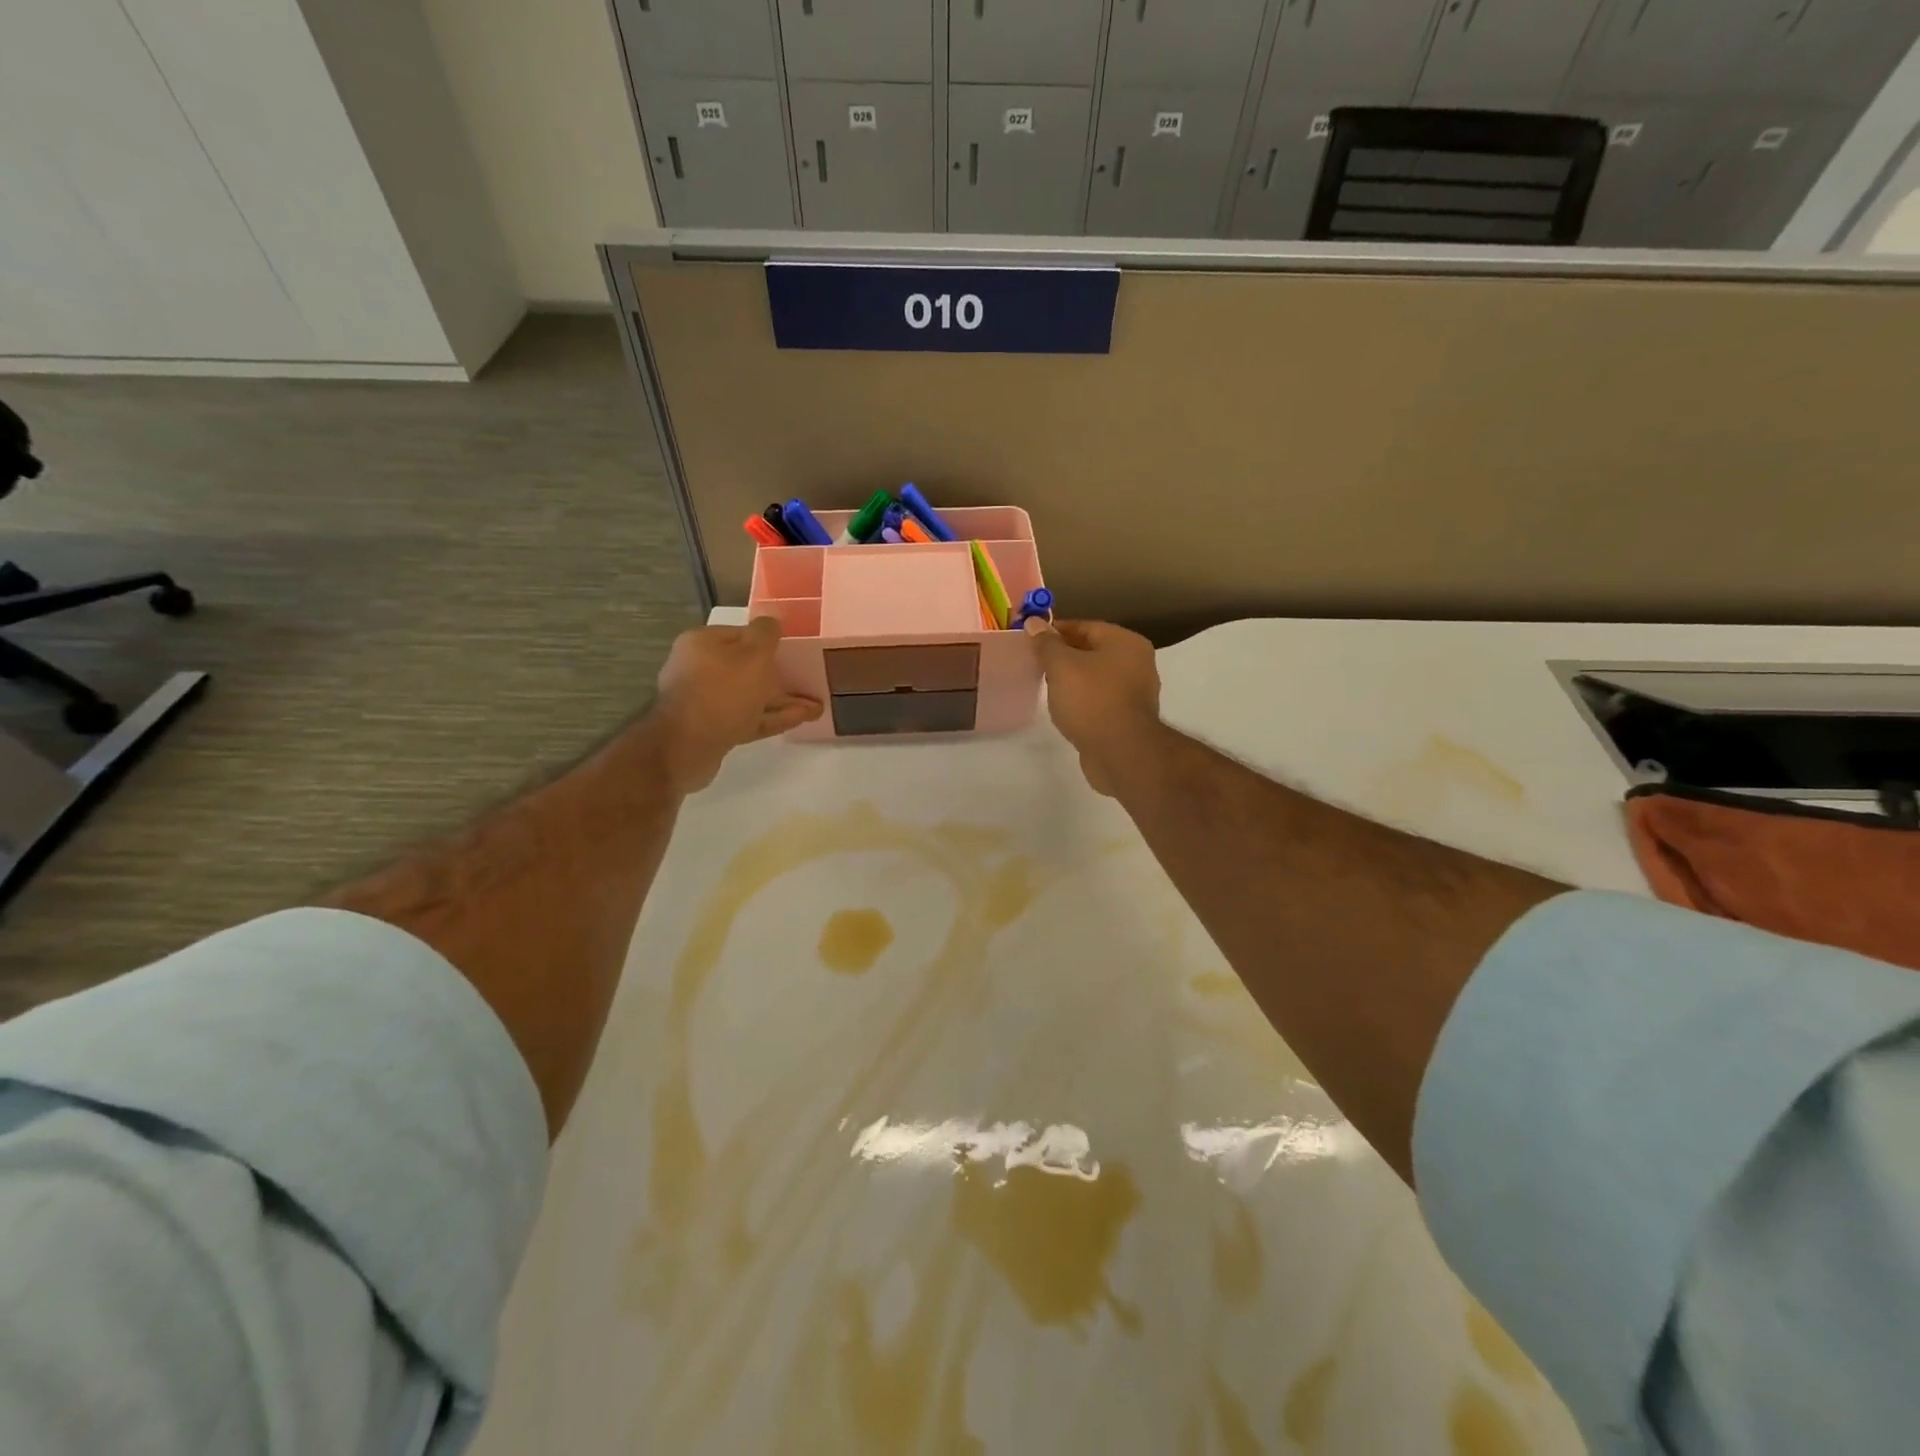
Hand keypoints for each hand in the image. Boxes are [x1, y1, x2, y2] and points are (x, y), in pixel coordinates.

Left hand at [652, 618, 821, 792]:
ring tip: (815, 708)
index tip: (796, 652)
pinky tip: (799, 719)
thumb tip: (773, 619)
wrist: (686, 747)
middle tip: (809, 683)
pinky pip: (747, 717)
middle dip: (780, 677)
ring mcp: (703, 701)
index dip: (770, 643)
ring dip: (782, 701)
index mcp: (702, 643)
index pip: (742, 635)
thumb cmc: (723, 691)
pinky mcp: (710, 728)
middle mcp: (698, 668)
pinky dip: (771, 717)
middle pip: (746, 668)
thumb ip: (766, 634)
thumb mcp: (753, 655)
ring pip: (750, 696)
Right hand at [1024, 617, 1161, 795]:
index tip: (1031, 638)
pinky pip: (1099, 699)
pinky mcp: (1127, 718)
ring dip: (1072, 679)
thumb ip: (1047, 644)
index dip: (1056, 630)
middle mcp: (1137, 663)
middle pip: (1092, 651)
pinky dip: (1082, 700)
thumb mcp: (1061, 666)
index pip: (1086, 626)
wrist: (1120, 752)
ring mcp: (1134, 692)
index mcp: (1126, 642)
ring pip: (1096, 677)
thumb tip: (1034, 623)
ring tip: (1046, 685)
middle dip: (1063, 655)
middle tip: (1035, 662)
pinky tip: (1063, 708)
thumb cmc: (1091, 700)